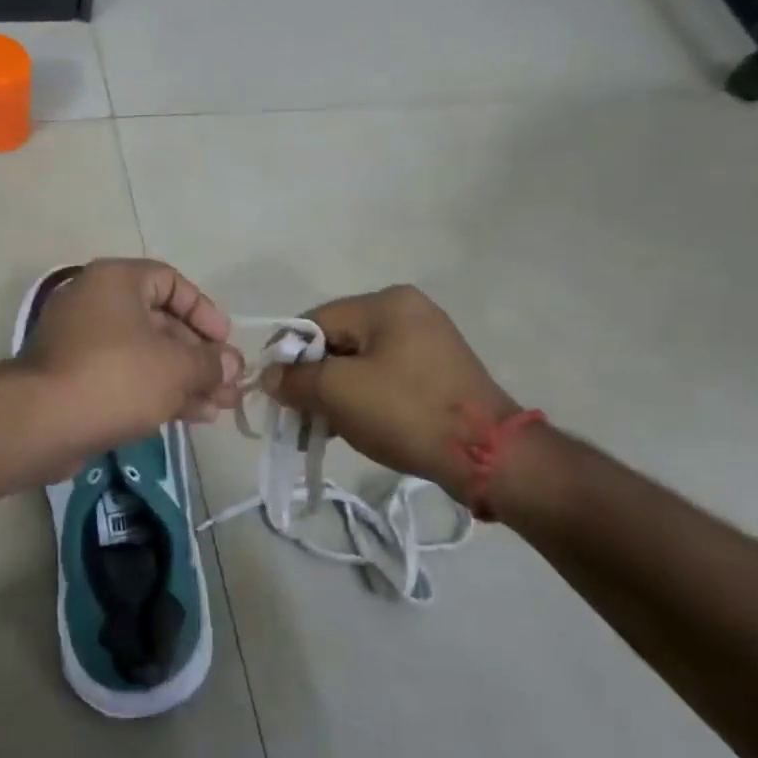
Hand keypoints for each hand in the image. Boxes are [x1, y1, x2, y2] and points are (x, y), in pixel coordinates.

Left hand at [17, 259, 243, 447]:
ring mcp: (82, 344)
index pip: (171, 282)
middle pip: (161, 323)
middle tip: (229, 384)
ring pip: (146, 356)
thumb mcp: (176, 367)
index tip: (225, 343)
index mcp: (116, 281)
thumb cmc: (116, 377)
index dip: (204, 311)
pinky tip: (193, 416)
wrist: (43, 422)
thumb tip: (233, 365)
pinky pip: (126, 378)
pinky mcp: (76, 380)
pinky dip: (158, 392)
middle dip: (200, 356)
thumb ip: (211, 363)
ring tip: (220, 406)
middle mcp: (96, 304)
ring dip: (186, 379)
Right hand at [261, 285, 519, 501]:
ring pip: (360, 363)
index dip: (288, 355)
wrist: (487, 455)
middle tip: (297, 415)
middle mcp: (409, 312)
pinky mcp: (437, 372)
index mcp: (387, 303)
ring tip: (321, 429)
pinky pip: (384, 378)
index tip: (273, 391)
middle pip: (338, 341)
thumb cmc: (406, 411)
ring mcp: (427, 342)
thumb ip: (296, 380)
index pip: (316, 320)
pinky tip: (350, 427)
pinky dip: (362, 399)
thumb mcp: (339, 393)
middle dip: (312, 378)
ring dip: (335, 394)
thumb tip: (270, 376)